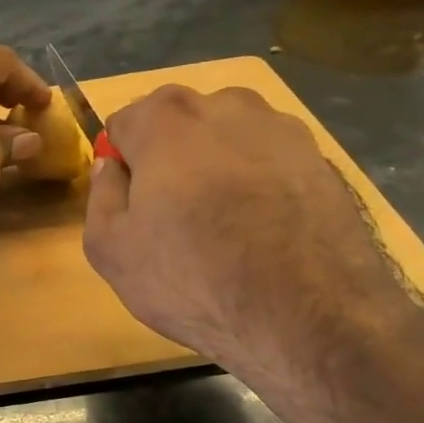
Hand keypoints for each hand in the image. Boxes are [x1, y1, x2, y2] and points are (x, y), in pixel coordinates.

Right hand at [82, 84, 423, 397]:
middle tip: (172, 215)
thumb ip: (101, 195)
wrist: (308, 316)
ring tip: (223, 222)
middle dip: (168, 157)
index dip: (121, 163)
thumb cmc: (191, 278)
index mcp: (166, 119)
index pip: (124, 122)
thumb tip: (110, 167)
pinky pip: (270, 161)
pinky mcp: (322, 159)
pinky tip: (262, 229)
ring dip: (216, 164)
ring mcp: (282, 129)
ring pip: (228, 137)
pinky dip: (258, 182)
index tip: (130, 203)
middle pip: (179, 122)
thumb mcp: (110, 249)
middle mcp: (226, 106)